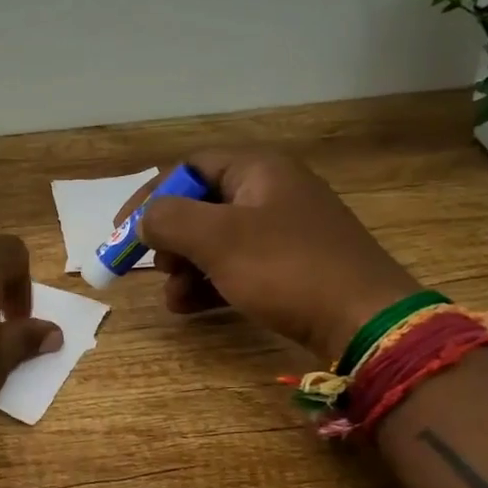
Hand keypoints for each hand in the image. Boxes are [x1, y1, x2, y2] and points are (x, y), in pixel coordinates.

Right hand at [122, 149, 418, 362]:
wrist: (365, 320)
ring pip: (216, 240)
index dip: (150, 196)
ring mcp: (284, 230)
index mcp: (258, 169)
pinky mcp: (291, 265)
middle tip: (154, 266)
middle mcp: (271, 191)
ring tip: (173, 297)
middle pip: (200, 205)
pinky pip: (237, 266)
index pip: (188, 167)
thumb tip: (143, 220)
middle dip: (169, 238)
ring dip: (185, 267)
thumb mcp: (218, 239)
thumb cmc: (286, 268)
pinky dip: (210, 283)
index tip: (122, 230)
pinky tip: (191, 307)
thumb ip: (168, 220)